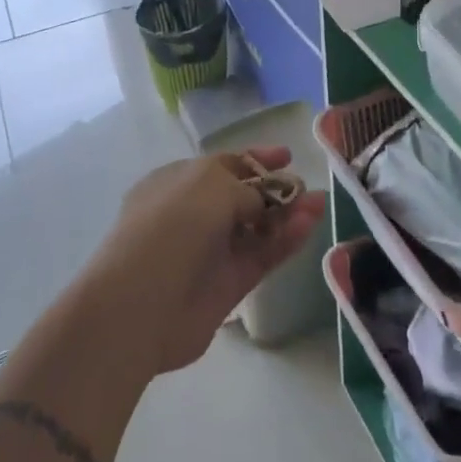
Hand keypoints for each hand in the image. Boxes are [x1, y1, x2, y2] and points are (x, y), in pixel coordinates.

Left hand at [85, 149, 326, 374]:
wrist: (141, 305)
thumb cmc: (171, 227)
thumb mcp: (212, 187)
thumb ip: (247, 189)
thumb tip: (263, 201)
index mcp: (179, 182)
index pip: (224, 165)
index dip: (256, 159)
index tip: (287, 156)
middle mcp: (194, 215)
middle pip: (244, 198)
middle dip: (277, 190)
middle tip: (306, 187)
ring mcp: (211, 252)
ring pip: (258, 228)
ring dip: (288, 215)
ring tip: (319, 204)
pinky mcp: (228, 285)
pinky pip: (263, 256)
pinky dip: (286, 241)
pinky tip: (309, 225)